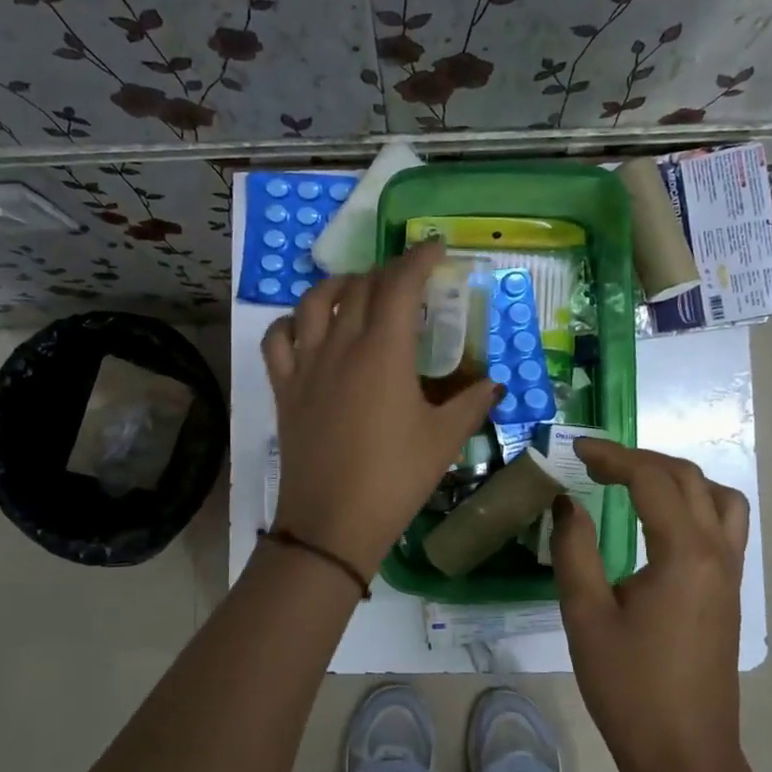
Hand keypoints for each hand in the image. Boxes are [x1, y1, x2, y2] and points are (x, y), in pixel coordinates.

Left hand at [263, 239, 501, 575]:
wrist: (332, 523)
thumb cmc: (395, 478)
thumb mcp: (444, 440)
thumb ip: (472, 403)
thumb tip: (493, 385)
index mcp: (384, 351)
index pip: (400, 284)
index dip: (418, 259)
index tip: (435, 248)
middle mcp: (341, 345)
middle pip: (360, 287)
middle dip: (387, 272)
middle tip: (408, 280)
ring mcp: (306, 365)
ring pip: (314, 302)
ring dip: (339, 286)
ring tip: (357, 291)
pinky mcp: (284, 388)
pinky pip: (278, 339)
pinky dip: (292, 322)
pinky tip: (307, 328)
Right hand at [551, 439, 751, 771]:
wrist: (685, 755)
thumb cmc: (629, 688)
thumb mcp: (586, 616)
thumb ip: (575, 550)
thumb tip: (568, 505)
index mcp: (683, 553)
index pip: (651, 480)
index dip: (612, 456)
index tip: (576, 450)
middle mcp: (717, 552)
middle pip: (688, 478)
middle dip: (641, 459)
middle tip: (597, 463)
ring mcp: (730, 573)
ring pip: (718, 498)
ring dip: (677, 478)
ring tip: (635, 484)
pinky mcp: (730, 593)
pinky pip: (724, 525)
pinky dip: (694, 504)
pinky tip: (660, 524)